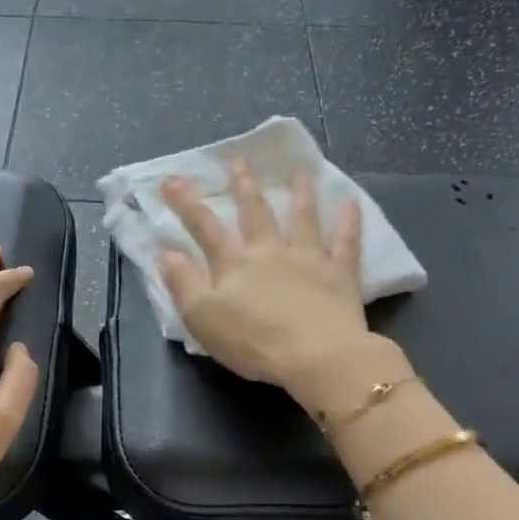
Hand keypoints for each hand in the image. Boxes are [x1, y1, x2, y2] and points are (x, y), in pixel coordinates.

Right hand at [160, 162, 394, 407]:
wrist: (317, 357)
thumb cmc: (254, 342)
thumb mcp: (203, 319)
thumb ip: (183, 284)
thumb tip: (167, 253)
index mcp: (235, 265)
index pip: (205, 227)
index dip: (186, 203)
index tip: (172, 179)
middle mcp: (270, 252)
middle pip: (255, 213)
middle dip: (243, 186)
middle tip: (239, 161)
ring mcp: (308, 259)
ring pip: (303, 218)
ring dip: (300, 193)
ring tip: (299, 172)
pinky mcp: (340, 274)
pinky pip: (346, 241)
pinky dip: (349, 221)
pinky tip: (351, 202)